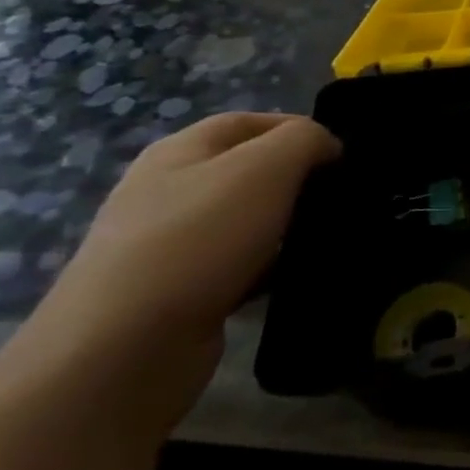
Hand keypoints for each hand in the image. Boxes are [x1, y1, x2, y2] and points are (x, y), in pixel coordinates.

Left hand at [16, 113, 340, 426]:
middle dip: (299, 179)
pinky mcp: (179, 290)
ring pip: (249, 220)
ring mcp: (169, 243)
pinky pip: (240, 264)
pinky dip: (271, 266)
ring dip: (288, 225)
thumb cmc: (199, 238)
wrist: (124, 347)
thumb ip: (305, 140)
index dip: (300, 129)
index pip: (250, 122)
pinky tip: (295, 275)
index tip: (345, 155)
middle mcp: (168, 190)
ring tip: (329, 235)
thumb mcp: (265, 167)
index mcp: (180, 151)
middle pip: (249, 170)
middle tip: (343, 196)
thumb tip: (326, 147)